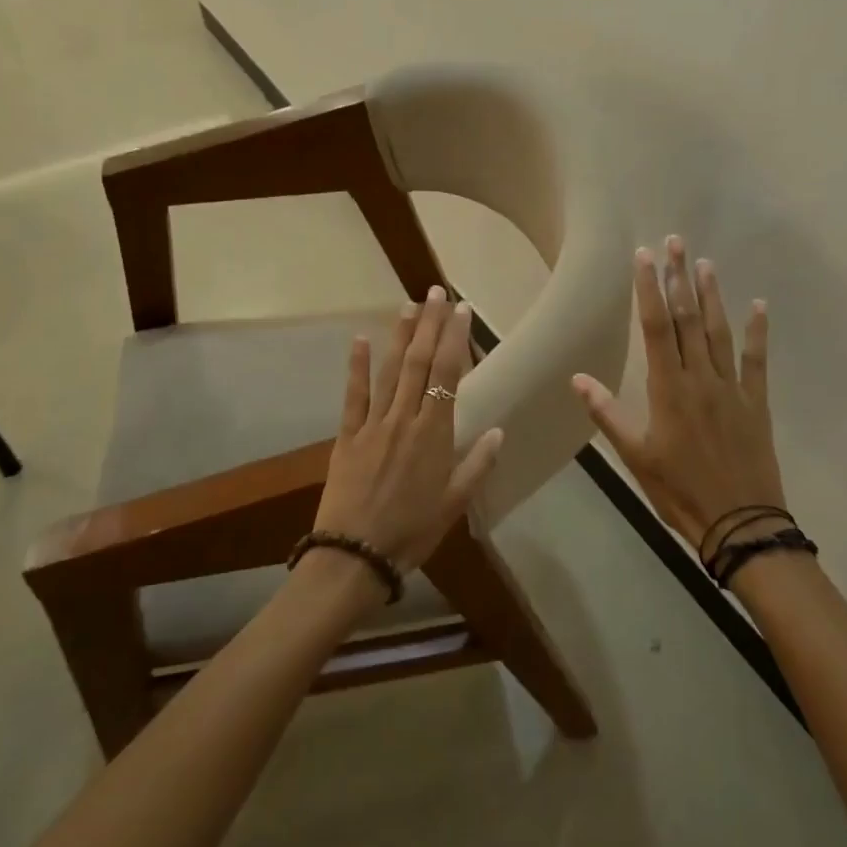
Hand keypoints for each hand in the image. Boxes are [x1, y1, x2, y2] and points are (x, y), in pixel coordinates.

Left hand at [313, 286, 505, 573]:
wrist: (355, 554)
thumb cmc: (412, 531)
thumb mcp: (454, 504)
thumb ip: (477, 464)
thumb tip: (499, 430)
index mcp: (435, 434)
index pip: (447, 375)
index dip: (454, 339)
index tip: (461, 311)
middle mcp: (405, 419)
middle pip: (419, 362)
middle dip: (429, 325)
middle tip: (436, 292)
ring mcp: (373, 424)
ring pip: (389, 371)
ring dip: (400, 336)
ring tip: (409, 305)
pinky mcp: (346, 436)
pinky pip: (353, 396)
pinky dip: (356, 367)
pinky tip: (360, 339)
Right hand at [572, 237, 785, 558]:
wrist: (740, 522)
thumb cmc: (679, 491)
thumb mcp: (636, 457)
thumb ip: (608, 414)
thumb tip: (577, 378)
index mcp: (668, 389)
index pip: (656, 328)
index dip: (648, 290)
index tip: (644, 257)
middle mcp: (700, 378)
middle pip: (687, 319)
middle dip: (678, 279)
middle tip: (675, 242)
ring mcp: (731, 387)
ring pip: (718, 332)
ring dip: (710, 296)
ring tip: (704, 263)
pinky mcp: (756, 401)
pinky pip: (756, 360)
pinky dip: (757, 332)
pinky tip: (758, 305)